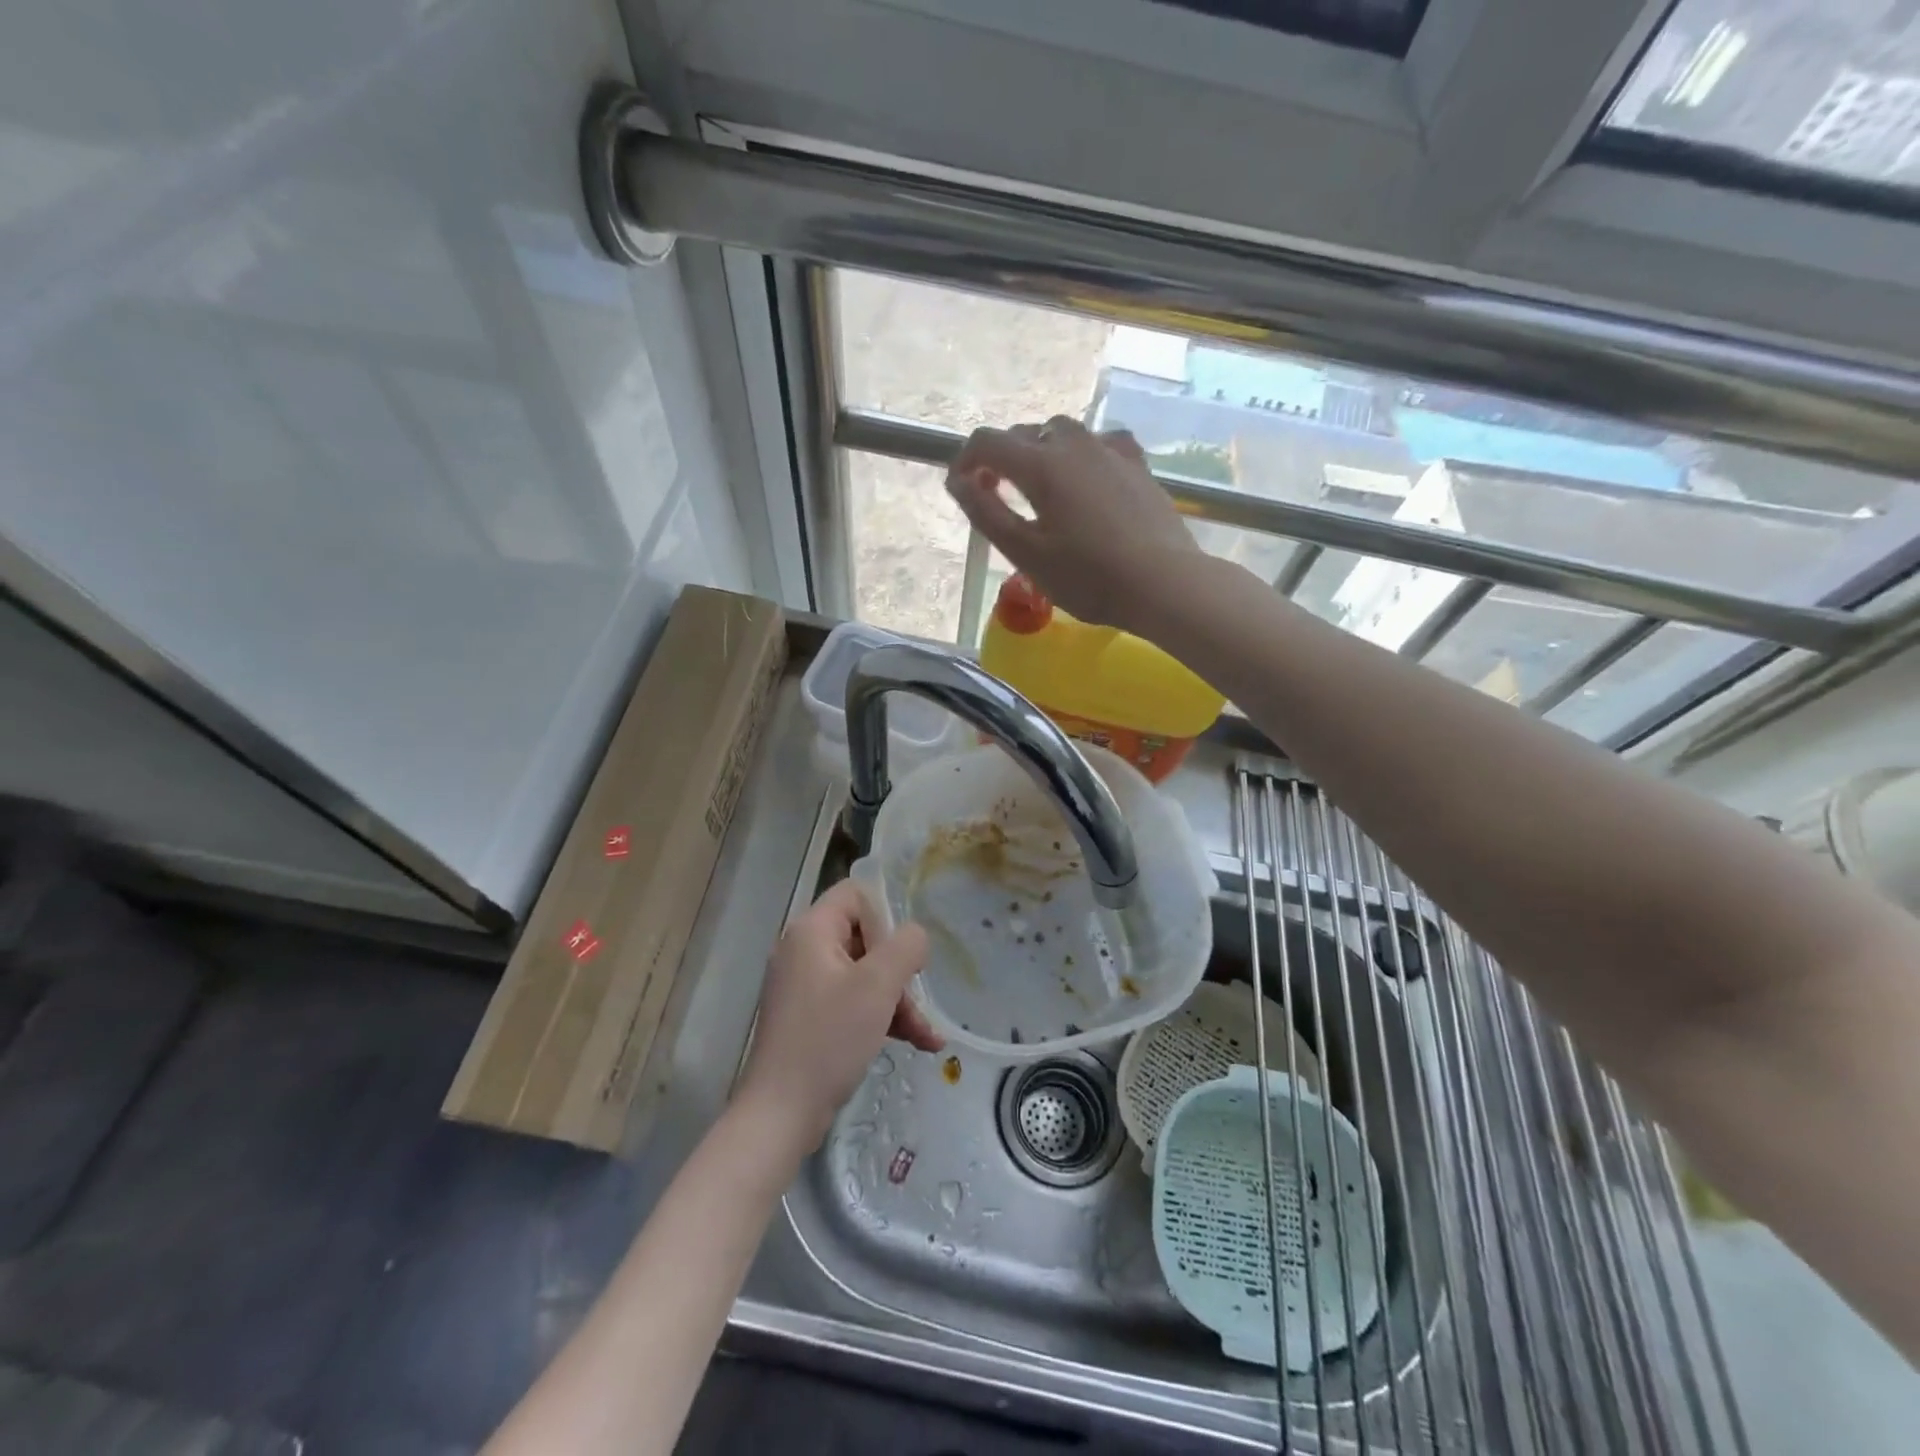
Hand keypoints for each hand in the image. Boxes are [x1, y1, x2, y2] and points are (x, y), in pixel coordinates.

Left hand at [736, 880, 938, 1148]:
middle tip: (917, 1001)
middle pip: (864, 938)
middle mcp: (802, 950)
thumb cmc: (829, 1039)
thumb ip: (905, 946)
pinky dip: (880, 1017)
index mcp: (811, 931)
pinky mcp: (807, 1018)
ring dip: (897, 1000)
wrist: (780, 1114)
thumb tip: (915, 935)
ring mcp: (803, 986)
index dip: (886, 918)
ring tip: (927, 1036)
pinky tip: (915, 1043)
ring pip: (863, 975)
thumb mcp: (877, 986)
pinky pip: (851, 1002)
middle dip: (898, 971)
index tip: (903, 955)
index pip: (856, 895)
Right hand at [944, 416, 1203, 635]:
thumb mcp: (1026, 553)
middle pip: (1025, 433)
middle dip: (1001, 458)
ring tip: (1039, 489)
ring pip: (1063, 433)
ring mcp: (1110, 451)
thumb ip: (986, 513)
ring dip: (1040, 452)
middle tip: (995, 496)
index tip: (961, 488)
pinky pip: (1100, 443)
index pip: (988, 442)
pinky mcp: (1137, 465)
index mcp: (1042, 465)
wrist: (1163, 584)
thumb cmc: (1088, 577)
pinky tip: (1086, 478)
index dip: (965, 459)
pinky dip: (1080, 454)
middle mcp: (1074, 444)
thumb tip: (957, 481)